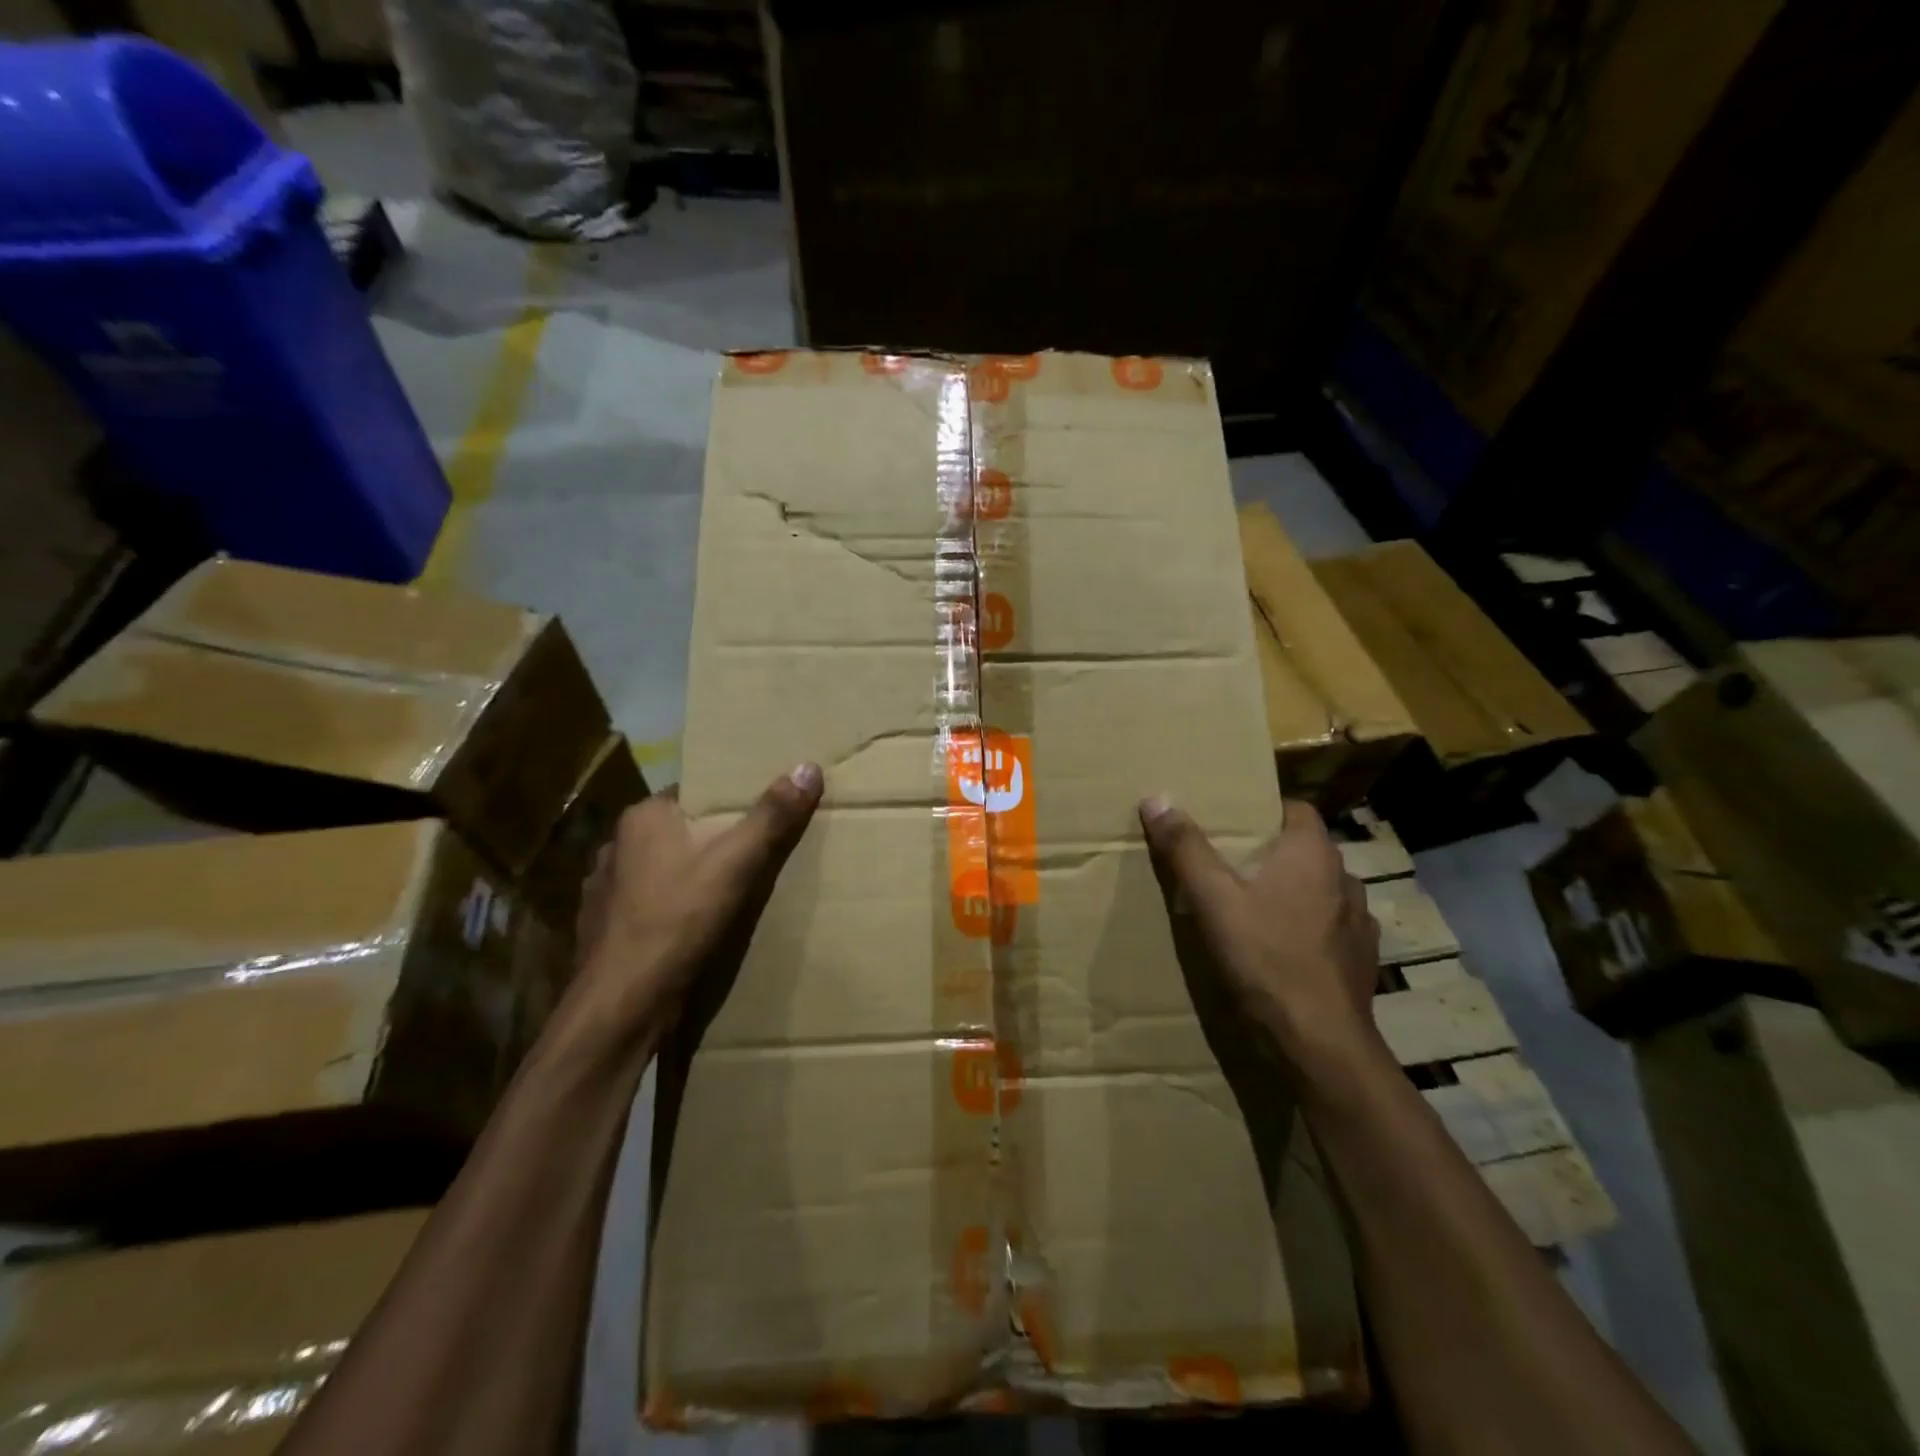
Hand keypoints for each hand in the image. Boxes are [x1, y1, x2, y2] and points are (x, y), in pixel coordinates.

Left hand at [568, 762, 823, 1037]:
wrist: (622, 1005)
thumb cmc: (678, 920)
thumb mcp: (737, 863)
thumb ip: (772, 816)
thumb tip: (809, 766)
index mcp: (643, 819)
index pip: (694, 793)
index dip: (728, 801)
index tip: (761, 811)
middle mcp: (616, 846)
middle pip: (679, 832)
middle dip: (712, 841)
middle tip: (754, 852)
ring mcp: (603, 890)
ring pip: (660, 870)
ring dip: (688, 877)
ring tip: (726, 891)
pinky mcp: (603, 929)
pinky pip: (647, 905)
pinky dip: (669, 909)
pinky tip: (691, 927)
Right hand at [1139, 796, 1383, 1081]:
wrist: (1319, 1044)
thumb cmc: (1265, 957)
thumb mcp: (1212, 899)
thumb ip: (1185, 848)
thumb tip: (1157, 798)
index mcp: (1313, 854)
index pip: (1295, 809)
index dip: (1263, 810)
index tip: (1230, 821)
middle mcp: (1344, 879)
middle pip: (1303, 850)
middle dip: (1269, 852)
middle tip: (1226, 862)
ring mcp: (1358, 922)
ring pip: (1318, 890)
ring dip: (1290, 891)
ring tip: (1251, 905)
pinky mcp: (1360, 960)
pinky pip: (1328, 928)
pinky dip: (1305, 927)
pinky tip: (1279, 946)